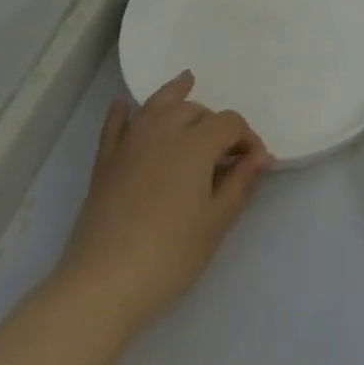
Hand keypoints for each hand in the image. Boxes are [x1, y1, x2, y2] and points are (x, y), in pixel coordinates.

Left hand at [49, 72, 271, 343]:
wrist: (104, 284)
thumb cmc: (171, 255)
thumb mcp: (216, 222)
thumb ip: (240, 183)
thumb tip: (260, 156)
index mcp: (195, 145)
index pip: (229, 124)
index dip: (247, 138)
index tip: (255, 165)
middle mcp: (162, 133)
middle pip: (193, 110)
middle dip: (214, 122)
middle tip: (225, 152)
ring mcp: (129, 146)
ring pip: (155, 106)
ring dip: (174, 94)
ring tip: (185, 81)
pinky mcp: (105, 164)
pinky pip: (114, 128)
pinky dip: (121, 113)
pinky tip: (122, 105)